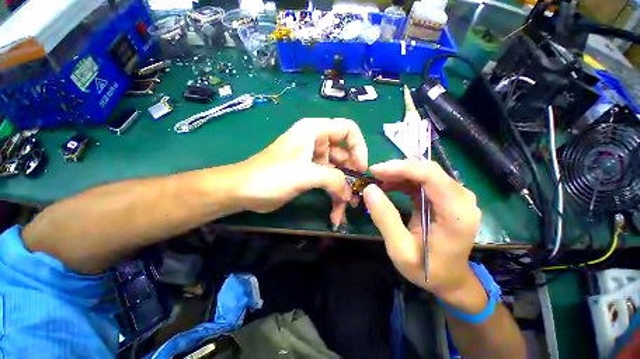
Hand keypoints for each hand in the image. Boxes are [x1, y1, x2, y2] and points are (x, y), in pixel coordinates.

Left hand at [237, 118, 367, 226]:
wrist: (244, 191)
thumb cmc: (271, 176)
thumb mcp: (305, 174)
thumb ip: (332, 179)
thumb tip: (349, 193)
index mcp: (315, 131)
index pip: (348, 129)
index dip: (359, 147)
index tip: (360, 168)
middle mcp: (316, 142)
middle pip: (345, 153)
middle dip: (351, 174)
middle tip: (356, 195)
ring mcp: (313, 159)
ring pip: (337, 171)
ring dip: (343, 190)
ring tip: (345, 208)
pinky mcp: (310, 173)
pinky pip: (328, 181)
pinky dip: (333, 195)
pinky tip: (335, 213)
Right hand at [363, 160, 484, 309]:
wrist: (449, 278)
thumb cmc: (427, 269)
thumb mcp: (400, 249)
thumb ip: (385, 218)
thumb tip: (369, 189)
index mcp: (456, 213)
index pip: (430, 175)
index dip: (400, 168)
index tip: (375, 171)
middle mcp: (461, 198)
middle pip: (427, 170)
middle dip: (396, 169)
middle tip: (373, 175)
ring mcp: (455, 196)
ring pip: (424, 172)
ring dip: (398, 173)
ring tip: (377, 181)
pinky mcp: (446, 197)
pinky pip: (422, 180)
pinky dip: (403, 180)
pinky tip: (388, 186)